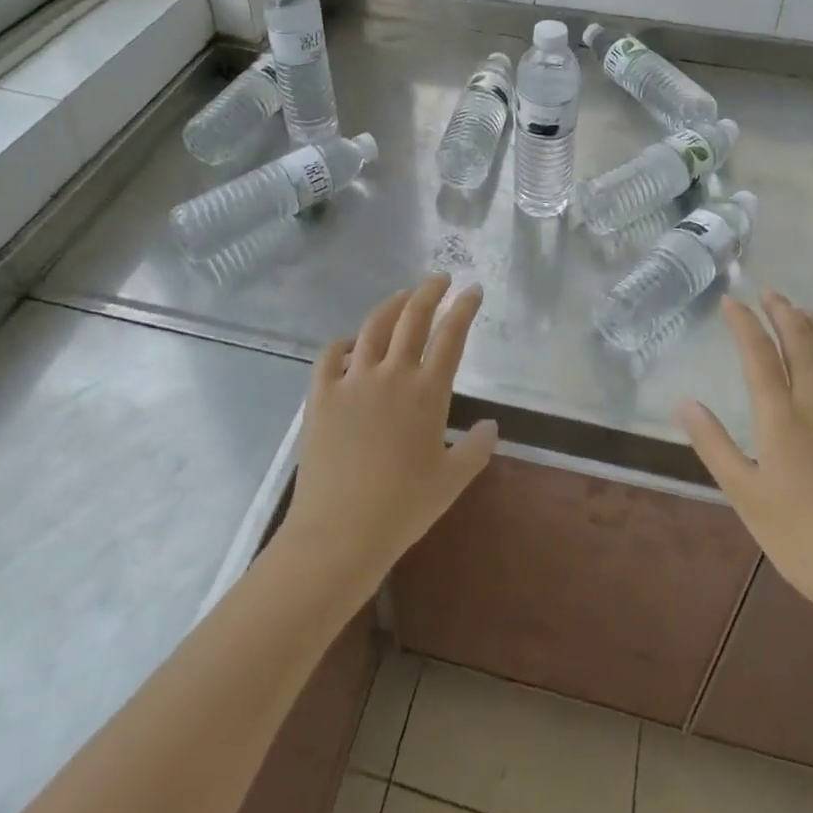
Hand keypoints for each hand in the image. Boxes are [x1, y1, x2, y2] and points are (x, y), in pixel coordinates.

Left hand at [277, 275, 497, 599]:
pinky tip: (350, 343)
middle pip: (412, 318)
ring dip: (391, 306)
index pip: (451, 335)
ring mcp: (352, 381)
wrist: (339, 533)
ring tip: (403, 296)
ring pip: (373, 327)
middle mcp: (391, 374)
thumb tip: (491, 425)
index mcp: (427, 391)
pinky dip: (343, 343)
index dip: (465, 308)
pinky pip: (330, 356)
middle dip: (429, 292)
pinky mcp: (321, 395)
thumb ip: (476, 448)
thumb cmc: (402, 509)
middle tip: (440, 279)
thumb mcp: (451, 482)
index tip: (473, 289)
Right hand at [676, 293, 812, 645]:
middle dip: (784, 312)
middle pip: (802, 343)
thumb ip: (714, 445)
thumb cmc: (804, 543)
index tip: (733, 301)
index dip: (744, 323)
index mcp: (782, 419)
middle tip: (772, 295)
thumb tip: (684, 401)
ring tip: (810, 314)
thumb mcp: (746, 498)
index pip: (758, 355)